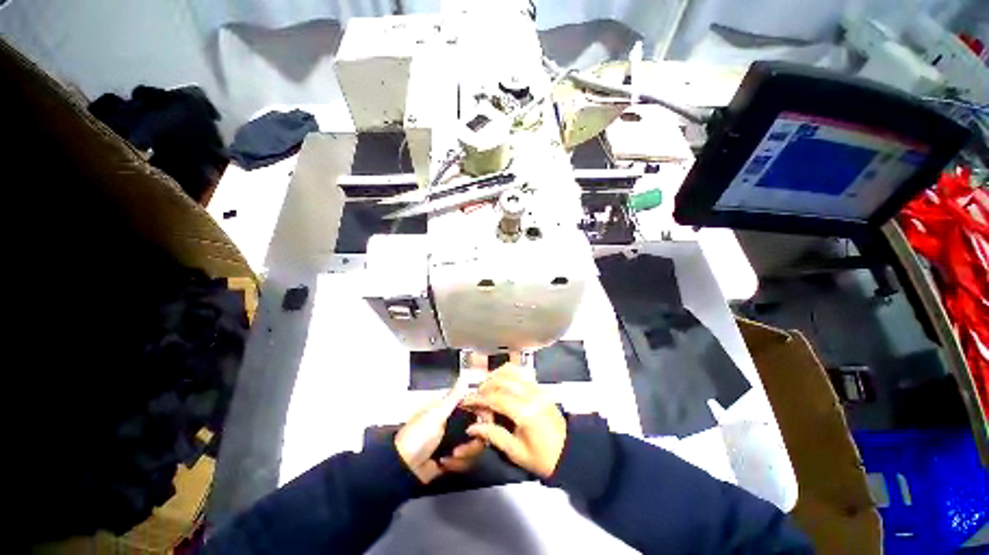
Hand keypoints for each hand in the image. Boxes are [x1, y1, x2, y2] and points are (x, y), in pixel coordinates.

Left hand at [395, 379, 485, 483]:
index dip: (482, 413)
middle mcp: (456, 424)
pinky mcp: (454, 459)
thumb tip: (464, 376)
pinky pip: (466, 461)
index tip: (483, 421)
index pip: (475, 407)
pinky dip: (457, 464)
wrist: (403, 468)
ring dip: (464, 455)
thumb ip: (453, 397)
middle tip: (462, 447)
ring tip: (449, 456)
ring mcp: (455, 442)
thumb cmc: (418, 436)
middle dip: (473, 442)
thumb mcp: (436, 414)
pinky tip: (443, 463)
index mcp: (451, 410)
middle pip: (480, 430)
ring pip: (475, 447)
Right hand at [461, 364, 566, 477]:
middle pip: (501, 380)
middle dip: (484, 386)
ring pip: (511, 371)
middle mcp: (530, 394)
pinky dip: (506, 373)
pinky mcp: (540, 386)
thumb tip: (472, 426)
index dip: (478, 398)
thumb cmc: (542, 458)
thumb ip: (493, 435)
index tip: (465, 401)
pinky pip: (520, 372)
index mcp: (525, 413)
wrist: (569, 452)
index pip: (495, 398)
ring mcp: (537, 387)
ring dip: (494, 376)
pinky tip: (500, 383)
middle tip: (476, 397)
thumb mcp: (515, 452)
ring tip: (486, 388)